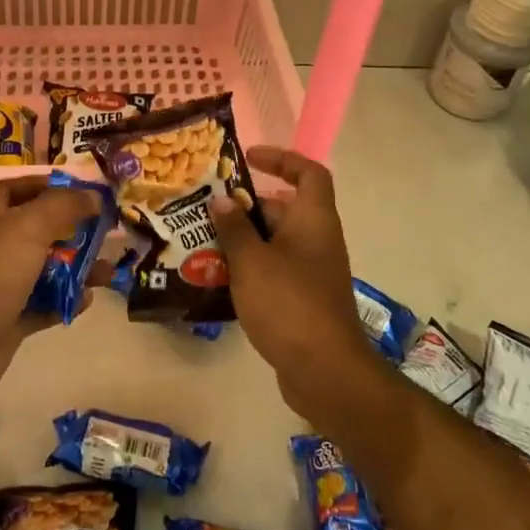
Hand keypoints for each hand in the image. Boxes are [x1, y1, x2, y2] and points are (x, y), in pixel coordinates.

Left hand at [0, 175, 108, 399]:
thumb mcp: (28, 227)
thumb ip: (63, 207)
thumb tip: (93, 195)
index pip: (13, 189)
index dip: (42, 185)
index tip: (78, 189)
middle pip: (37, 230)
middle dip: (71, 230)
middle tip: (104, 231)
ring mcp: (2, 286)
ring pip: (46, 270)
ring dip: (77, 269)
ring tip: (107, 272)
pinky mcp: (10, 319)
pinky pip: (45, 305)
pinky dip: (66, 301)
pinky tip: (87, 299)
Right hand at [210, 147, 379, 413]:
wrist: (325, 370)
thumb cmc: (288, 303)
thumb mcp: (252, 261)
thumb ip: (234, 228)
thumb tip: (222, 200)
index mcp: (313, 220)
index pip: (308, 173)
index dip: (282, 159)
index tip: (248, 158)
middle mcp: (318, 239)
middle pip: (285, 208)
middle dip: (247, 206)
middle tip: (209, 208)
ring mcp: (313, 271)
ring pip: (276, 242)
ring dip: (244, 240)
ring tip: (204, 242)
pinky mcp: (304, 299)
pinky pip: (275, 270)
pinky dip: (250, 268)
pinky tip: (219, 279)